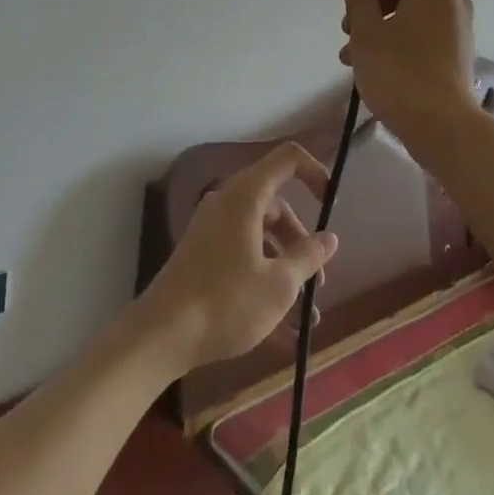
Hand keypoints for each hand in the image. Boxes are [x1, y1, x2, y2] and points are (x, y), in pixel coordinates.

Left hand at [135, 143, 339, 371]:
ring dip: (286, 269)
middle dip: (302, 243)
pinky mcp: (202, 255)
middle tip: (318, 282)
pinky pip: (243, 255)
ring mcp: (211, 229)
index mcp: (246, 196)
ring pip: (261, 236)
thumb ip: (309, 256)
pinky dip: (263, 279)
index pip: (288, 159)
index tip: (332, 204)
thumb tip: (329, 238)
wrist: (161, 335)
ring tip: (304, 316)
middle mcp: (227, 203)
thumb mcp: (279, 284)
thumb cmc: (226, 302)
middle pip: (277, 207)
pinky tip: (281, 328)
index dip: (316, 172)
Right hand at [339, 0, 475, 143]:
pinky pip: (426, 33)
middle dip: (374, 1)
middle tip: (349, 27)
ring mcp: (460, 27)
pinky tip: (375, 68)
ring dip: (382, 25)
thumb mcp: (366, 31)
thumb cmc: (398, 70)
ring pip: (415, 12)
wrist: (441, 124)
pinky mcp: (459, 53)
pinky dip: (400, 39)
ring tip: (352, 56)